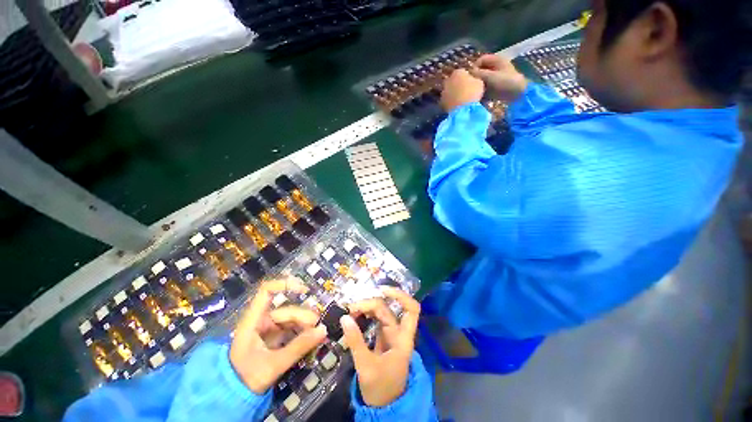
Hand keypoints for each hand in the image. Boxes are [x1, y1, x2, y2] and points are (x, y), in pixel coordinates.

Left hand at [230, 278, 326, 393]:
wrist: (233, 398)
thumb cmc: (247, 379)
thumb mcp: (274, 365)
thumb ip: (298, 347)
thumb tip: (323, 330)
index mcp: (253, 321)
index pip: (266, 291)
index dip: (285, 284)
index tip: (304, 289)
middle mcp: (261, 321)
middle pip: (286, 310)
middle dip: (303, 316)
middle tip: (317, 326)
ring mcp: (268, 329)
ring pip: (291, 319)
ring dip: (304, 325)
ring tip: (316, 334)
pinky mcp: (274, 338)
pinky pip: (291, 329)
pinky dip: (301, 332)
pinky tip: (310, 337)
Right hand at [340, 287, 420, 406]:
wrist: (383, 406)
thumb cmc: (380, 388)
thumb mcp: (366, 367)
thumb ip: (356, 342)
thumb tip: (345, 317)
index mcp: (403, 339)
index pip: (411, 310)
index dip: (401, 296)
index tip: (382, 290)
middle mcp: (398, 332)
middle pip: (388, 309)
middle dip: (370, 304)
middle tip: (351, 307)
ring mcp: (390, 334)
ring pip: (381, 313)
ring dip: (367, 308)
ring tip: (351, 309)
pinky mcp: (382, 337)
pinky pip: (375, 320)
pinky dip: (365, 315)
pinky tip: (355, 315)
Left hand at [440, 69, 484, 111]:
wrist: (461, 110)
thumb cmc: (472, 93)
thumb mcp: (479, 83)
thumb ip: (474, 79)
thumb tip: (472, 80)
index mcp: (458, 72)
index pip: (463, 72)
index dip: (467, 77)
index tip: (471, 83)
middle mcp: (448, 80)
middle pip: (453, 81)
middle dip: (458, 85)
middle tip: (464, 91)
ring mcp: (443, 91)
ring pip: (449, 90)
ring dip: (453, 93)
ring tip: (459, 100)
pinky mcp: (441, 102)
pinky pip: (446, 100)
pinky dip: (450, 101)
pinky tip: (455, 105)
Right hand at [469, 54, 527, 100]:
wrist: (518, 93)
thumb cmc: (505, 81)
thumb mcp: (490, 76)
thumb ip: (478, 74)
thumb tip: (468, 74)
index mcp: (496, 60)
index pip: (481, 60)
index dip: (474, 67)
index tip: (470, 77)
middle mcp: (496, 67)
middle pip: (481, 70)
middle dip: (476, 77)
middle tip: (472, 86)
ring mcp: (497, 77)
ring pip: (483, 79)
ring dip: (479, 85)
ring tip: (476, 92)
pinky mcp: (496, 86)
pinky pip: (486, 87)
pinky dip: (483, 90)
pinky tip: (481, 96)